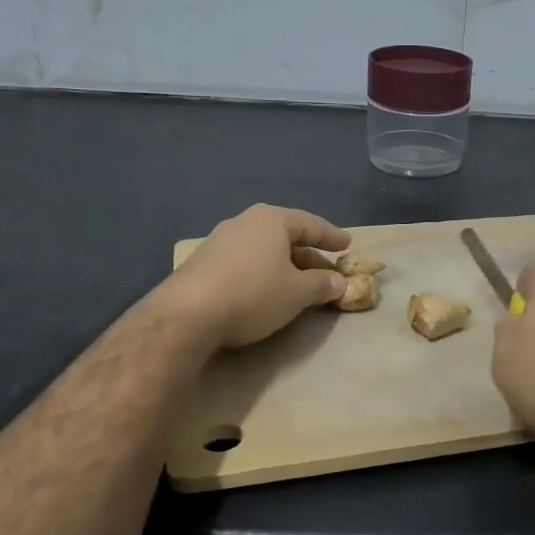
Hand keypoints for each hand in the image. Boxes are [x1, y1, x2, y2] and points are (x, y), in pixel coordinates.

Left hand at [159, 204, 350, 348]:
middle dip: (309, 255)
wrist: (187, 315)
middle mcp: (245, 222)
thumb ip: (322, 285)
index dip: (332, 236)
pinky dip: (263, 272)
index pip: (311, 224)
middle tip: (327, 271)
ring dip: (285, 265)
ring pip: (264, 249)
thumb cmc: (254, 294)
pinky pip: (245, 261)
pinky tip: (267, 290)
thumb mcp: (298, 293)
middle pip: (286, 236)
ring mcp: (220, 241)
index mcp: (272, 220)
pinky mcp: (203, 263)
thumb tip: (339, 282)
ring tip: (299, 283)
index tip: (347, 245)